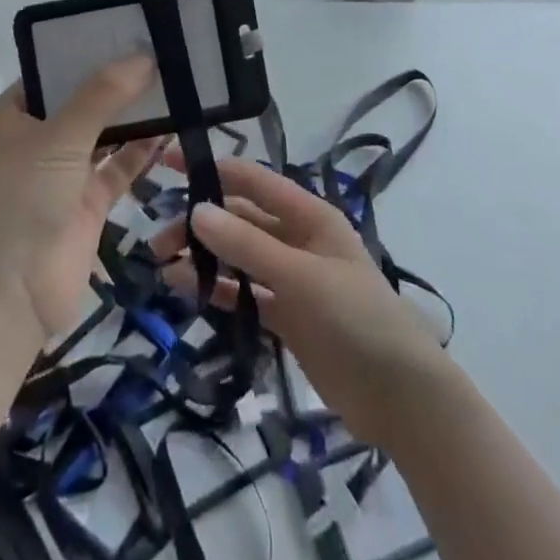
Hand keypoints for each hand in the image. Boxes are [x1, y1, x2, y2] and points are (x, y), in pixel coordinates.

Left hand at [0, 56, 161, 338]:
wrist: (11, 295)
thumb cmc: (23, 200)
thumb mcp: (59, 137)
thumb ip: (102, 95)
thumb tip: (144, 57)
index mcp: (15, 113)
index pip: (54, 69)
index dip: (89, 49)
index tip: (130, 29)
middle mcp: (39, 137)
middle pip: (84, 98)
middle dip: (119, 80)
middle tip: (163, 51)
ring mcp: (65, 170)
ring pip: (106, 131)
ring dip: (136, 114)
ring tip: (175, 82)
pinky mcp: (89, 201)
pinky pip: (120, 166)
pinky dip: (143, 150)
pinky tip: (173, 130)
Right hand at [150, 154, 450, 449]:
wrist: (401, 398)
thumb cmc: (357, 318)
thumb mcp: (302, 277)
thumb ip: (248, 246)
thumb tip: (196, 210)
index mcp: (308, 215)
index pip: (252, 179)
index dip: (212, 168)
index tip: (169, 162)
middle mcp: (297, 239)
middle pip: (240, 218)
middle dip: (200, 221)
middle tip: (158, 239)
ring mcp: (291, 278)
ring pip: (238, 255)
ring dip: (203, 255)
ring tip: (162, 263)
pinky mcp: (286, 316)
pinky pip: (244, 292)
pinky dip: (216, 288)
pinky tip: (184, 289)